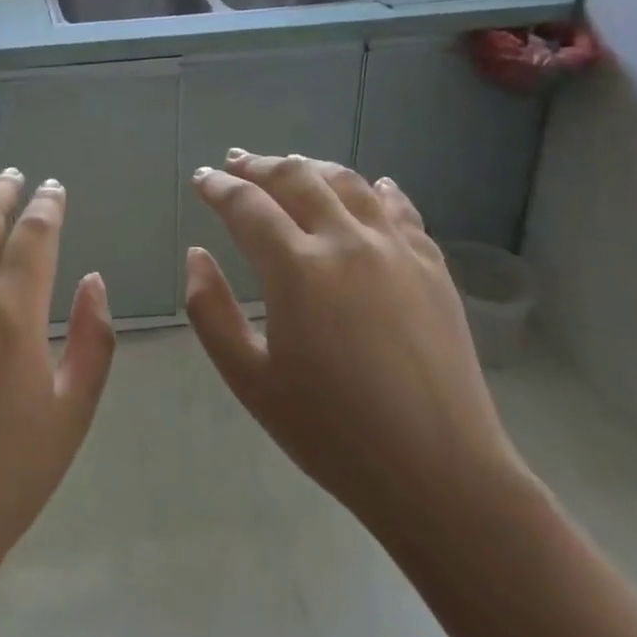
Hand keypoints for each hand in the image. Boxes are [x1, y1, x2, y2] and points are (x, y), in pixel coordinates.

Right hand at [185, 153, 526, 551]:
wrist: (440, 473)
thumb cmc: (331, 432)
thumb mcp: (250, 379)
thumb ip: (210, 311)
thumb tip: (197, 255)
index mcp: (297, 269)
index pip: (248, 206)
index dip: (218, 187)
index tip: (202, 179)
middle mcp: (346, 242)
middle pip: (296, 178)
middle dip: (259, 166)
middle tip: (236, 163)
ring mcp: (396, 249)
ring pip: (348, 183)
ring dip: (312, 167)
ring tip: (291, 166)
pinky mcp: (432, 266)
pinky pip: (400, 208)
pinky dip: (375, 189)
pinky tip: (370, 186)